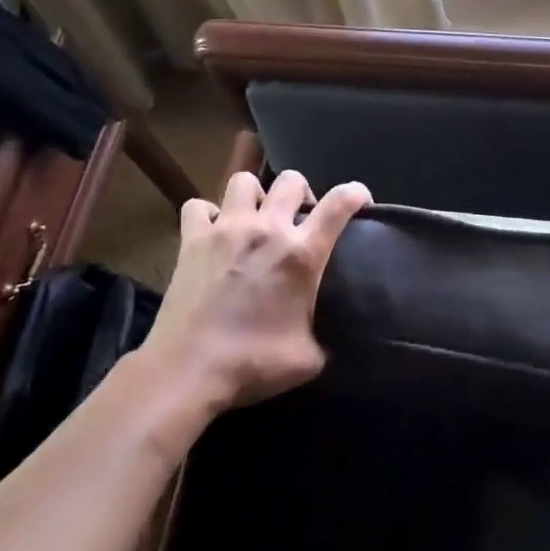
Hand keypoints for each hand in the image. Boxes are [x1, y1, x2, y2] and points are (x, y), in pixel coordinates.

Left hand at [128, 169, 371, 422]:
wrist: (189, 369)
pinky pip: (199, 206)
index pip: (340, 203)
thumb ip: (327, 338)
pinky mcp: (191, 240)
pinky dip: (209, 215)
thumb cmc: (254, 363)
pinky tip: (215, 234)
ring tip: (257, 219)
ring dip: (256, 196)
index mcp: (302, 254)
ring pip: (244, 181)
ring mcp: (225, 230)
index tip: (360, 202)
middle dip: (302, 193)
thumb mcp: (311, 358)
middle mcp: (267, 229)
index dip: (356, 193)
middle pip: (291, 180)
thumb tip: (333, 339)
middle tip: (300, 220)